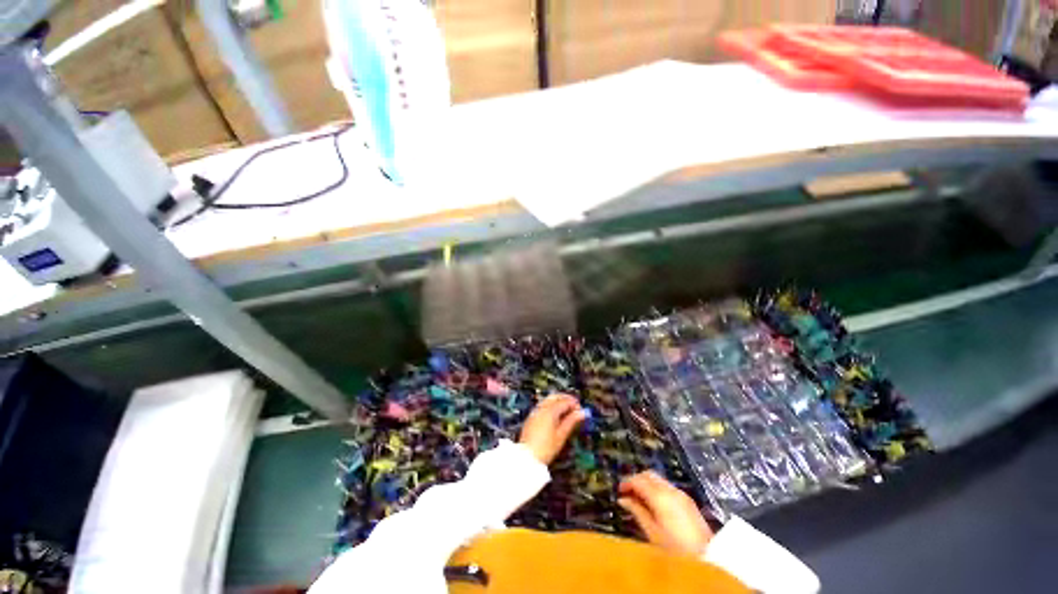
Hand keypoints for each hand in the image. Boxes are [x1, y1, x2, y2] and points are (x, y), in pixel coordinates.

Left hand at [519, 393, 586, 464]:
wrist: (527, 458)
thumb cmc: (546, 448)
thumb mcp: (561, 435)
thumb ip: (571, 421)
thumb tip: (581, 413)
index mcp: (550, 411)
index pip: (564, 401)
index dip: (574, 404)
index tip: (581, 410)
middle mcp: (541, 408)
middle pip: (555, 396)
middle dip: (566, 399)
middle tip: (574, 407)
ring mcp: (535, 411)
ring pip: (548, 400)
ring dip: (558, 402)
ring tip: (566, 412)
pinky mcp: (531, 417)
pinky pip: (543, 405)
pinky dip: (551, 406)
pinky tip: (556, 415)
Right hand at [618, 471, 713, 555]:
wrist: (707, 558)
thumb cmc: (675, 548)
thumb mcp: (652, 532)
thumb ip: (637, 512)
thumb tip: (623, 499)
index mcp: (660, 496)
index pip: (638, 480)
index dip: (626, 482)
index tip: (619, 491)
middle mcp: (671, 490)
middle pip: (649, 474)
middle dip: (636, 480)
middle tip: (628, 493)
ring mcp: (681, 494)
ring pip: (658, 479)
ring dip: (647, 484)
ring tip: (639, 499)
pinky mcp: (687, 500)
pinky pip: (667, 487)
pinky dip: (656, 490)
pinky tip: (653, 504)